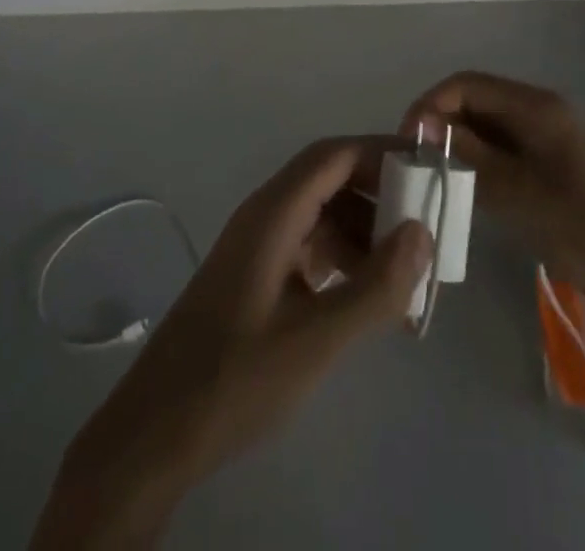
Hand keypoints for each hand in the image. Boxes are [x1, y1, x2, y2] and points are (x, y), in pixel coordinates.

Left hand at [32, 138, 432, 548]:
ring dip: (363, 234)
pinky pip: (308, 247)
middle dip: (379, 197)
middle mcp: (265, 215)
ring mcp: (258, 246)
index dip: (381, 154)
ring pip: (321, 215)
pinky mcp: (256, 276)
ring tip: (403, 277)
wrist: (156, 430)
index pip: (334, 156)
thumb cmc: (235, 377)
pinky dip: (342, 260)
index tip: (428, 171)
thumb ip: (374, 286)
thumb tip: (422, 233)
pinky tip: (365, 298)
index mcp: (273, 212)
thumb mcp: (316, 339)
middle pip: (330, 180)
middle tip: (424, 228)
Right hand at [402, 72, 584, 308]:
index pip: (466, 85)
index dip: (431, 104)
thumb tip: (422, 124)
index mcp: (536, 106)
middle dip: (440, 123)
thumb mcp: (519, 194)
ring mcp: (545, 136)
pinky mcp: (548, 162)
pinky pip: (500, 147)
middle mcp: (539, 110)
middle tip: (415, 162)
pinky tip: (464, 187)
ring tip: (432, 175)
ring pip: (485, 124)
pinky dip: (477, 160)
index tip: (407, 141)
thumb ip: (470, 155)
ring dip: (456, 143)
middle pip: (475, 100)